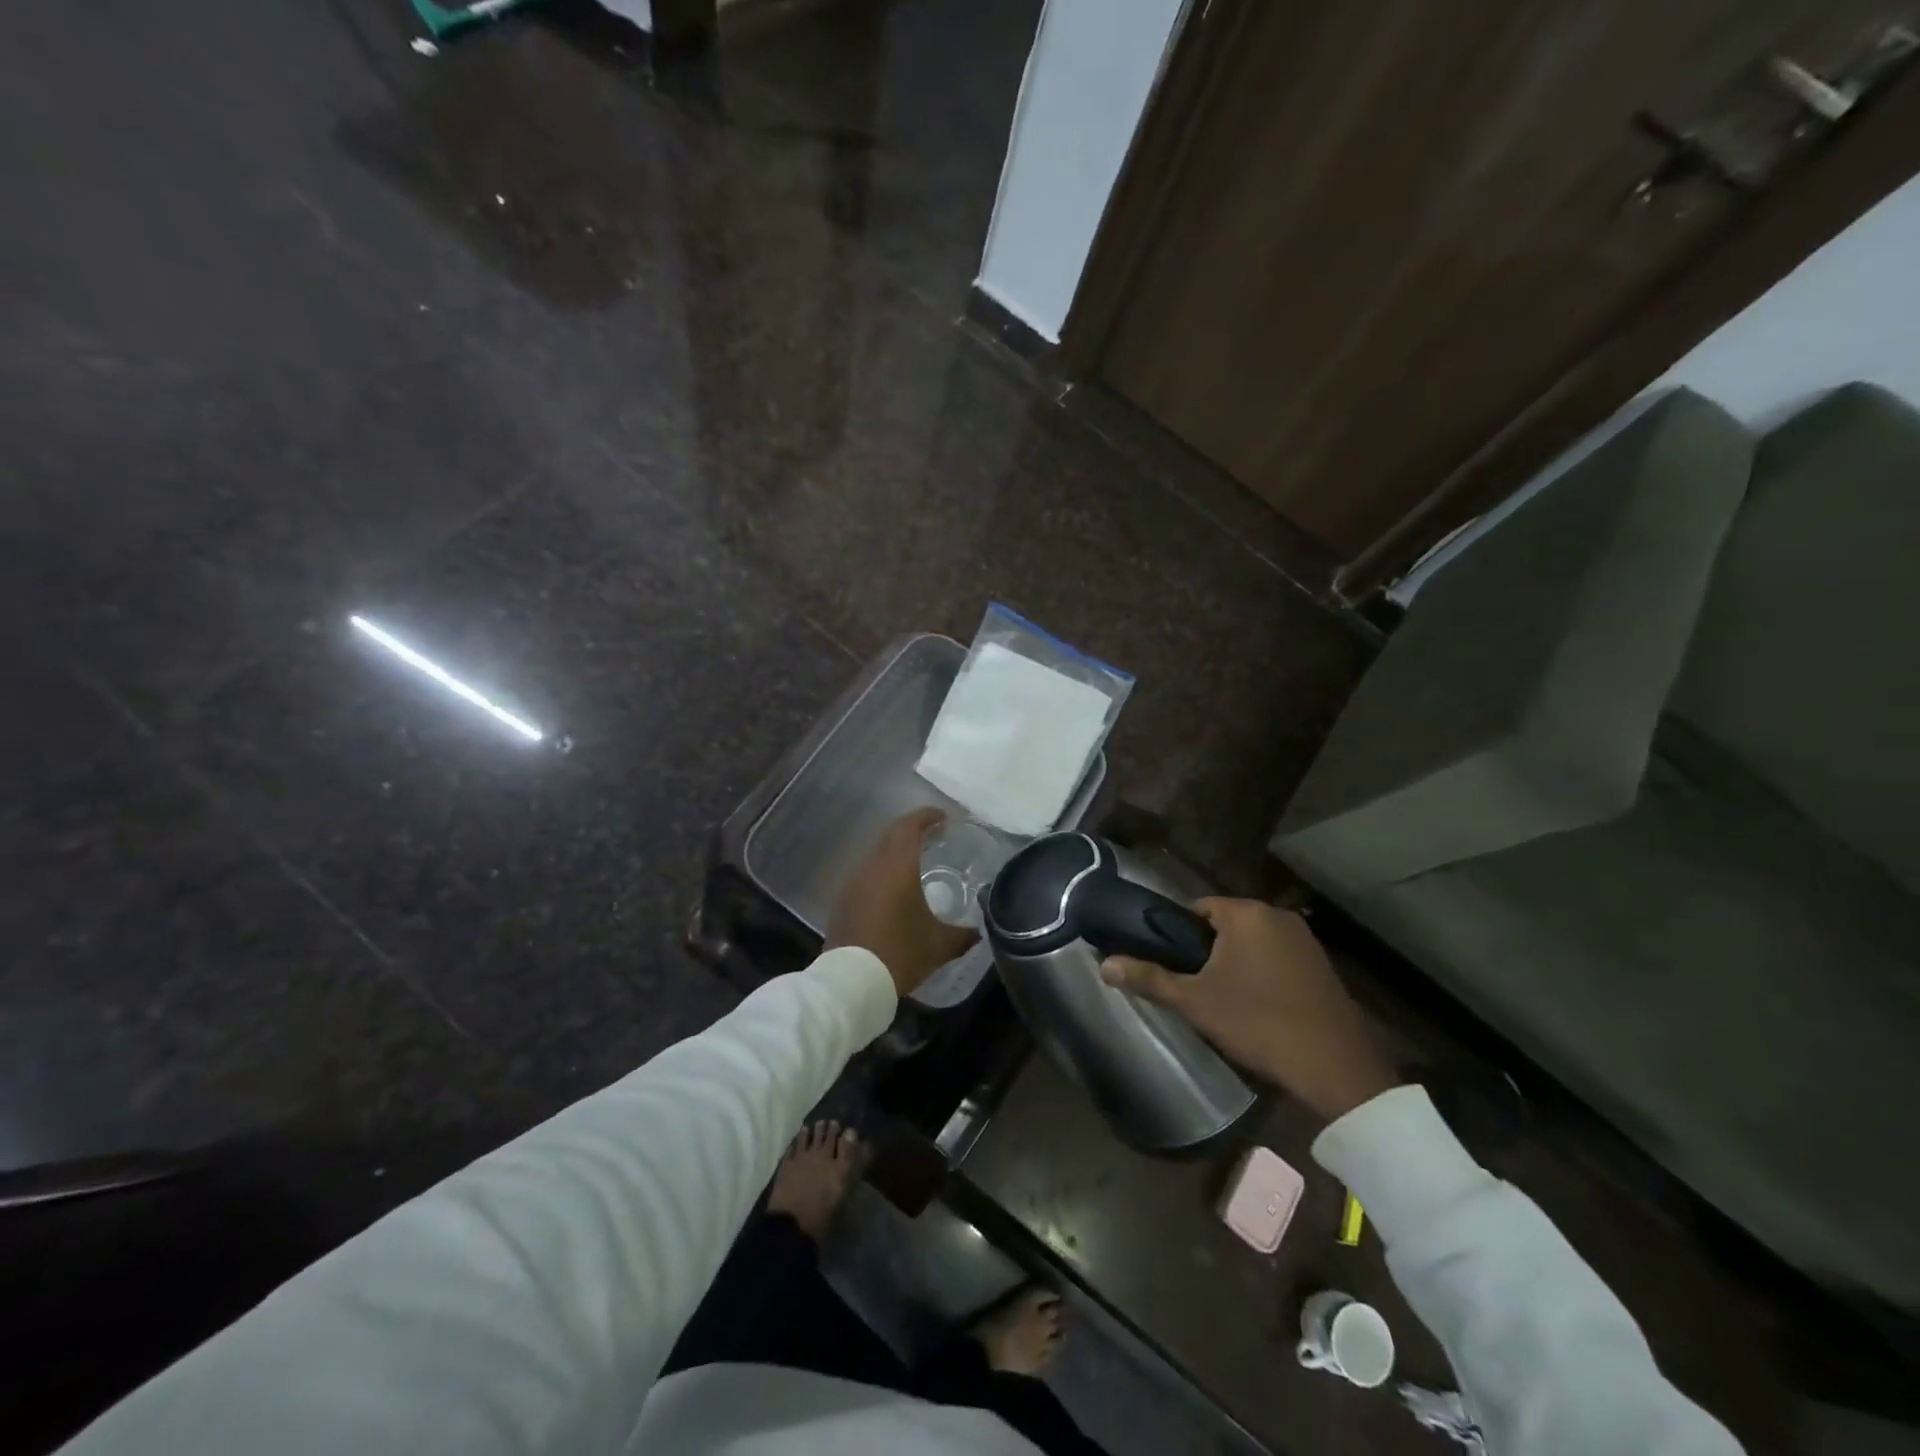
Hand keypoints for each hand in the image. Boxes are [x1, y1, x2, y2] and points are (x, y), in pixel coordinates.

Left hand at [828, 808, 977, 997]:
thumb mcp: (939, 945)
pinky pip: (866, 873)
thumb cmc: (900, 953)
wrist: (852, 981)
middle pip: (891, 834)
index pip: (910, 826)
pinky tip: (893, 889)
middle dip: (912, 829)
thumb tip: (978, 931)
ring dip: (895, 851)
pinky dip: (882, 871)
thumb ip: (962, 934)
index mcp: (897, 865)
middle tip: (933, 835)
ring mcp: (852, 882)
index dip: (927, 816)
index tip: (943, 817)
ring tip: (915, 861)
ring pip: (876, 853)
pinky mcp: (842, 900)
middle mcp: (872, 865)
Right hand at [1100, 898, 1396, 1121]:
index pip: (1197, 908)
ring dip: (1235, 962)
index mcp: (1246, 913)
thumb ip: (1148, 978)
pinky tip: (1257, 1006)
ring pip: (1253, 942)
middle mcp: (1277, 915)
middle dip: (1206, 950)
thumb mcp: (1194, 1002)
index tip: (1169, 963)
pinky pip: (1277, 958)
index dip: (1177, 934)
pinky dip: (1262, 973)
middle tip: (1192, 986)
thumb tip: (1104, 964)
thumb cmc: (1257, 1022)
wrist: (1335, 1067)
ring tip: (1221, 998)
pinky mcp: (1322, 966)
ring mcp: (1305, 940)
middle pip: (1226, 924)